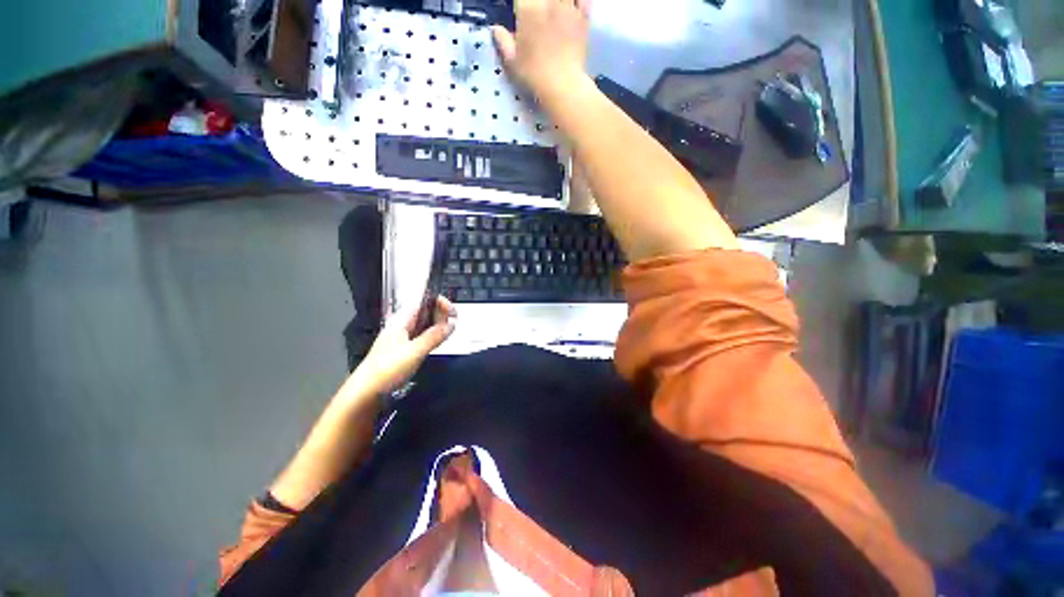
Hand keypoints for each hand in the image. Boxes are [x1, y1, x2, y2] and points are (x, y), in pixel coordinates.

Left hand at [348, 296, 456, 397]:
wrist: (365, 393)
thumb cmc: (387, 370)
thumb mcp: (414, 351)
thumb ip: (434, 336)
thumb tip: (452, 323)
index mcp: (401, 321)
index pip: (424, 302)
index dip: (440, 303)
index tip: (454, 313)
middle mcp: (402, 326)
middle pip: (425, 312)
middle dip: (441, 314)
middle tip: (454, 324)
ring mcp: (402, 338)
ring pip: (424, 325)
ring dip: (438, 325)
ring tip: (450, 331)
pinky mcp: (403, 350)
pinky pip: (422, 337)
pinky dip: (433, 336)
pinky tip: (438, 342)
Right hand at [491, 0, 591, 103]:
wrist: (562, 85)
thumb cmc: (534, 74)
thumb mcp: (513, 61)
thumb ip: (503, 41)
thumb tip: (496, 29)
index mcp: (528, 8)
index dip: (521, 4)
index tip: (520, 11)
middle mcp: (548, 1)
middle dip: (536, 2)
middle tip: (535, 11)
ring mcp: (568, 7)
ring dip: (556, 1)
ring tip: (552, 9)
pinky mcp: (583, 17)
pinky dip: (578, 0)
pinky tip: (573, 5)